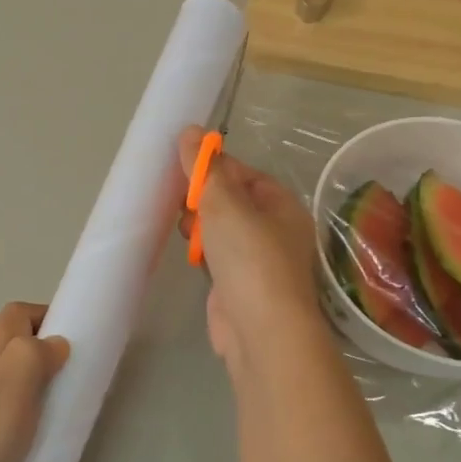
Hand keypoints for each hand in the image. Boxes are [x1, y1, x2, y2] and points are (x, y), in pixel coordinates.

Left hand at [0, 302, 69, 461]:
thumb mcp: (5, 402)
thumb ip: (30, 362)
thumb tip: (56, 341)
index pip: (15, 316)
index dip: (47, 316)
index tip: (78, 341)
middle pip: (13, 350)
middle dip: (48, 359)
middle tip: (77, 391)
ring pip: (6, 385)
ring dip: (37, 394)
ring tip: (60, 426)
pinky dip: (21, 424)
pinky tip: (28, 455)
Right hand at [177, 125, 324, 370]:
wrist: (261, 330)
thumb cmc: (249, 257)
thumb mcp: (225, 203)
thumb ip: (205, 168)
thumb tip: (190, 131)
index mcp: (282, 206)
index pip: (245, 174)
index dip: (214, 167)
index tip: (182, 166)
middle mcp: (275, 231)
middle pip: (232, 202)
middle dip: (203, 198)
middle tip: (178, 199)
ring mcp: (258, 261)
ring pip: (222, 231)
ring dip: (200, 226)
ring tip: (182, 227)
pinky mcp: (239, 286)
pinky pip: (217, 257)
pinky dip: (202, 252)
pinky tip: (187, 252)